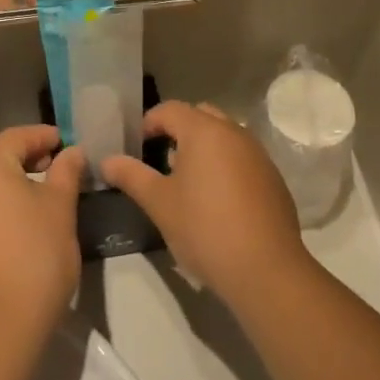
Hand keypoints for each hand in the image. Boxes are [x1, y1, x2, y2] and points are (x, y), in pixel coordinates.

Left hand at [0, 126, 85, 337]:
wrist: (0, 323)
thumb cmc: (37, 256)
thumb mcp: (61, 209)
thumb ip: (66, 172)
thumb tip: (72, 152)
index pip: (15, 136)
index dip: (41, 135)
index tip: (64, 141)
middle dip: (17, 151)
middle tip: (47, 163)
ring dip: (2, 174)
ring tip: (35, 189)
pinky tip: (15, 216)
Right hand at [101, 101, 306, 308]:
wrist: (266, 270)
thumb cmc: (204, 229)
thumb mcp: (159, 203)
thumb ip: (131, 176)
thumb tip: (106, 161)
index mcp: (204, 131)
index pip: (169, 110)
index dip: (148, 123)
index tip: (136, 148)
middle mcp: (234, 133)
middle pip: (200, 115)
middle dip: (178, 130)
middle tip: (160, 159)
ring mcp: (258, 155)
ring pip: (224, 135)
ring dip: (203, 147)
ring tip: (187, 181)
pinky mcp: (273, 178)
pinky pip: (242, 157)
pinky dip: (225, 164)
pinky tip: (217, 200)